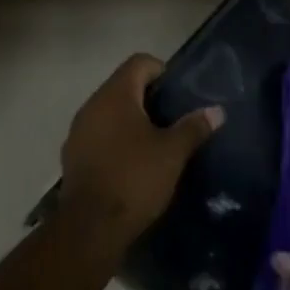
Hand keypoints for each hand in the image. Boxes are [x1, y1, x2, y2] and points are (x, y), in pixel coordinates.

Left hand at [59, 54, 222, 250]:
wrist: (90, 227)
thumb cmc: (134, 179)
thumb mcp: (172, 153)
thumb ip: (193, 127)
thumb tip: (217, 110)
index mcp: (115, 95)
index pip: (139, 62)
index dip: (161, 70)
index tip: (178, 93)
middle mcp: (92, 105)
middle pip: (122, 86)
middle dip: (148, 97)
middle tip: (173, 118)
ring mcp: (78, 130)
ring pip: (109, 112)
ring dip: (130, 120)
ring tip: (155, 142)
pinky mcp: (72, 156)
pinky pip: (98, 135)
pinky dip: (115, 140)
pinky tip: (132, 162)